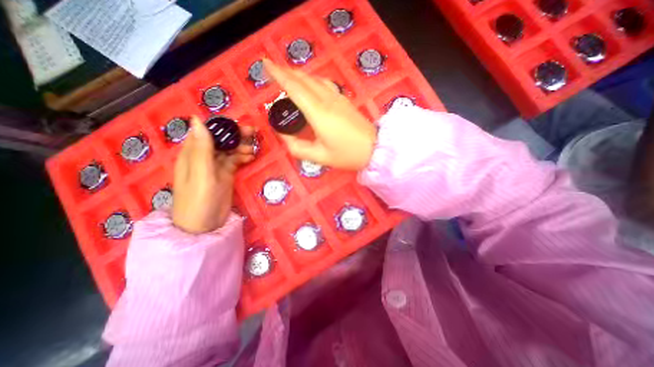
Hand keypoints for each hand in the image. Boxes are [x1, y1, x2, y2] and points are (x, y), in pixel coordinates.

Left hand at [171, 116, 254, 233]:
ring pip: (229, 150)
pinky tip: (251, 158)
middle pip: (220, 140)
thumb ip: (201, 148)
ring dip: (241, 147)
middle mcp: (203, 157)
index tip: (238, 124)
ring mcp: (216, 166)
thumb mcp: (201, 173)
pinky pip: (235, 161)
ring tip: (252, 150)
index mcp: (192, 153)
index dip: (221, 126)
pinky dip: (242, 157)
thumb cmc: (198, 199)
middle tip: (253, 132)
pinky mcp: (226, 174)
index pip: (206, 132)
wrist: (204, 225)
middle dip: (235, 135)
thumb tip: (197, 119)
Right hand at [263, 59, 377, 169]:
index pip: (294, 87)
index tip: (266, 64)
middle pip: (304, 79)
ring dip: (300, 75)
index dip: (279, 75)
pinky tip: (310, 86)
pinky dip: (312, 81)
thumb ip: (298, 147)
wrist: (375, 149)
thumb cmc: (347, 155)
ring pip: (315, 79)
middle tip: (273, 72)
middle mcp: (327, 100)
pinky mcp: (345, 100)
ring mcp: (338, 98)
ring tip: (288, 78)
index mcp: (318, 113)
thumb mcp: (320, 156)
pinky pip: (325, 84)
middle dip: (286, 72)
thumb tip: (284, 136)